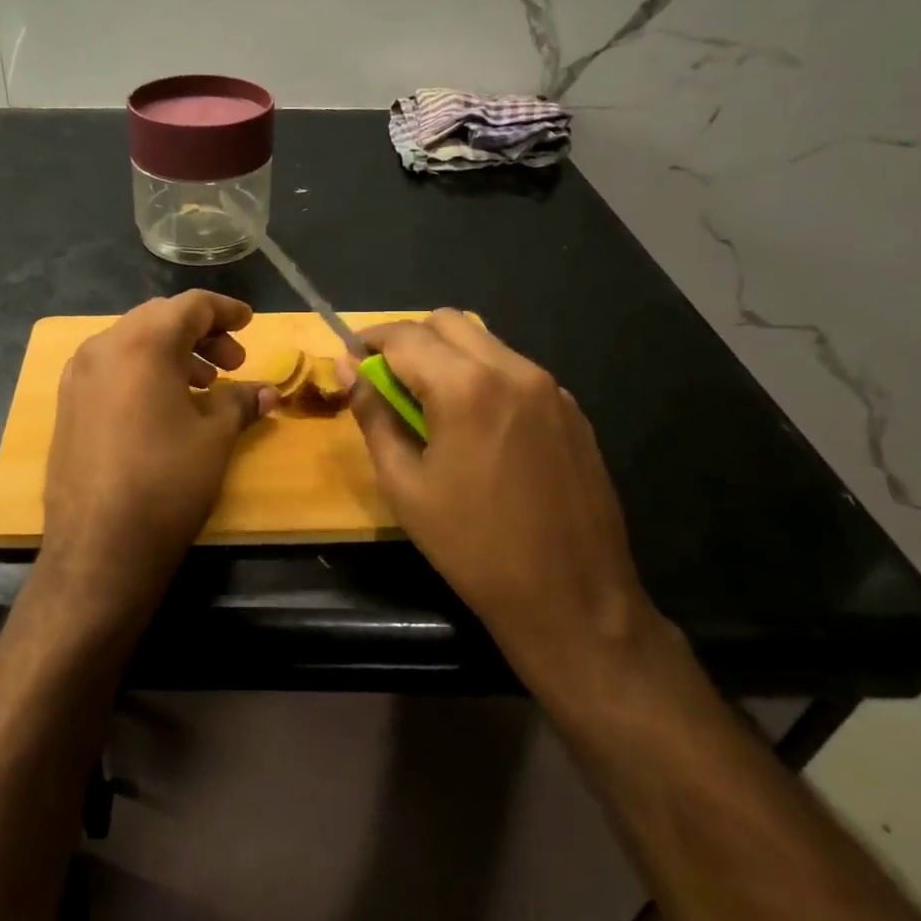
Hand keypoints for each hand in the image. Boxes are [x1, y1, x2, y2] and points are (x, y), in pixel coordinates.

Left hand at [38, 292, 274, 624]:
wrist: (99, 546)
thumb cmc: (167, 481)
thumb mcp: (215, 437)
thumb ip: (241, 401)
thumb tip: (267, 392)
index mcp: (141, 343)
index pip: (190, 306)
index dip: (225, 311)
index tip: (249, 322)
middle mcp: (102, 347)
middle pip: (158, 319)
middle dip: (200, 334)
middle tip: (232, 363)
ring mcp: (78, 376)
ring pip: (132, 343)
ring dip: (172, 353)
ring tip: (204, 386)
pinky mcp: (68, 404)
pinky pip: (112, 369)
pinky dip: (144, 372)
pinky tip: (166, 406)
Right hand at [345, 312, 670, 704]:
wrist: (572, 598)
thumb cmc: (472, 546)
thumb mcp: (404, 484)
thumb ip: (373, 415)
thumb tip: (347, 369)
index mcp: (466, 387)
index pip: (404, 336)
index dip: (368, 341)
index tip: (349, 361)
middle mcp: (514, 370)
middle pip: (448, 322)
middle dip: (409, 341)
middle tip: (388, 384)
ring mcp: (551, 389)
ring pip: (485, 342)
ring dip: (448, 356)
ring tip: (431, 408)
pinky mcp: (573, 411)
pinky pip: (515, 371)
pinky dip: (484, 378)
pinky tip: (478, 429)